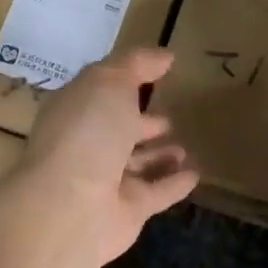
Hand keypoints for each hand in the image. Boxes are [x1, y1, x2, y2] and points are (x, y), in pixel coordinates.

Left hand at [11, 48, 198, 267]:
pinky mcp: (127, 211)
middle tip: (168, 116)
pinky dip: (174, 184)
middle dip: (140, 122)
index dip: (124, 80)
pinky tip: (196, 173)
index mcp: (75, 109)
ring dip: (158, 155)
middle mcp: (86, 144)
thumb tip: (165, 56)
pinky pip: (156, 193)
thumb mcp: (109, 81)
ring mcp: (105, 181)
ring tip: (183, 145)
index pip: (100, 91)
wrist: (72, 206)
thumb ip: (137, 65)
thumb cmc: (87, 131)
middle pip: (116, 130)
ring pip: (136, 164)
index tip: (156, 72)